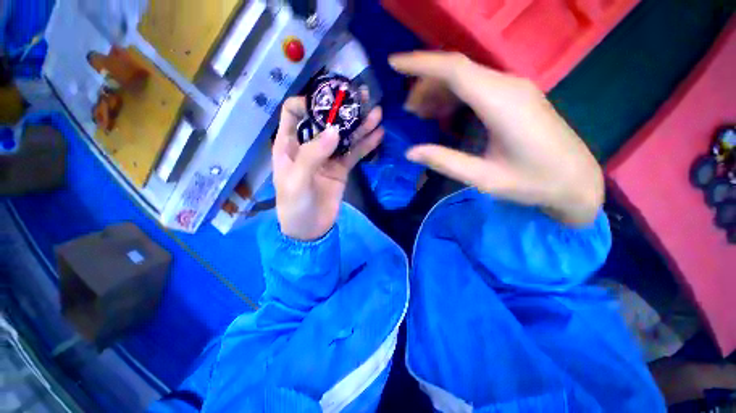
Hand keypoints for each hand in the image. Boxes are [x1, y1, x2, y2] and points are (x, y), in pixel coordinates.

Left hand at [273, 97, 383, 239]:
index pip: (294, 112)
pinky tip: (378, 135)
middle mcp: (309, 146)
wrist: (310, 230)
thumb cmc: (295, 206)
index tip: (328, 102)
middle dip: (342, 109)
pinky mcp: (341, 169)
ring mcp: (328, 157)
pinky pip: (354, 154)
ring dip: (359, 125)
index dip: (308, 102)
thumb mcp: (296, 181)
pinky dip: (366, 145)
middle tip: (361, 97)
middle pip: (325, 121)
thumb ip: (312, 155)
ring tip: (376, 113)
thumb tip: (334, 131)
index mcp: (289, 145)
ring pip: (344, 136)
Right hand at [389, 52, 603, 224]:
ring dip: (438, 90)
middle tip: (407, 109)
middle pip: (458, 69)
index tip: (394, 63)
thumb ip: (445, 161)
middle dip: (425, 83)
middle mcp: (509, 86)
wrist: (575, 180)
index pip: (455, 69)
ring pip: (466, 76)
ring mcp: (514, 88)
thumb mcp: (483, 178)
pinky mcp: (515, 96)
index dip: (421, 63)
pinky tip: (442, 113)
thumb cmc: (533, 182)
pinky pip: (477, 86)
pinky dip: (453, 95)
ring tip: (419, 113)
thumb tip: (410, 152)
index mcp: (502, 103)